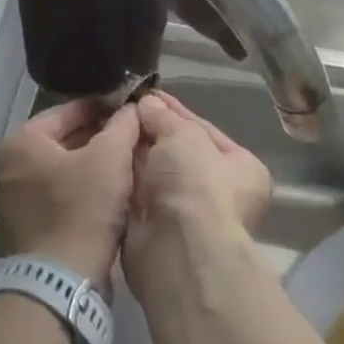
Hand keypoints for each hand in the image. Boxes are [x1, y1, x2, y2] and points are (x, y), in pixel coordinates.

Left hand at [0, 100, 139, 285]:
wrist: (61, 282)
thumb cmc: (82, 208)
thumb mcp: (111, 157)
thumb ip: (123, 124)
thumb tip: (132, 107)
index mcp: (21, 143)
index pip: (69, 110)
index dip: (104, 107)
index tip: (131, 109)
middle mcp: (11, 168)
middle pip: (66, 139)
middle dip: (101, 137)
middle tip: (134, 136)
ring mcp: (17, 200)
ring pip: (66, 168)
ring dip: (96, 164)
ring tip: (130, 162)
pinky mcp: (30, 227)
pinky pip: (62, 194)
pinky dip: (86, 189)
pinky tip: (115, 191)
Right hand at [124, 92, 271, 295]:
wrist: (180, 250)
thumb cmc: (197, 184)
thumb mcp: (184, 135)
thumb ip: (164, 116)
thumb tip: (147, 103)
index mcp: (241, 167)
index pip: (202, 129)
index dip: (173, 110)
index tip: (145, 94)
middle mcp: (217, 191)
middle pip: (177, 152)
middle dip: (150, 132)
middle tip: (119, 108)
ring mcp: (185, 214)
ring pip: (154, 174)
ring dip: (133, 153)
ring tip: (104, 126)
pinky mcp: (155, 230)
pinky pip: (136, 195)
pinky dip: (122, 178)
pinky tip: (102, 157)